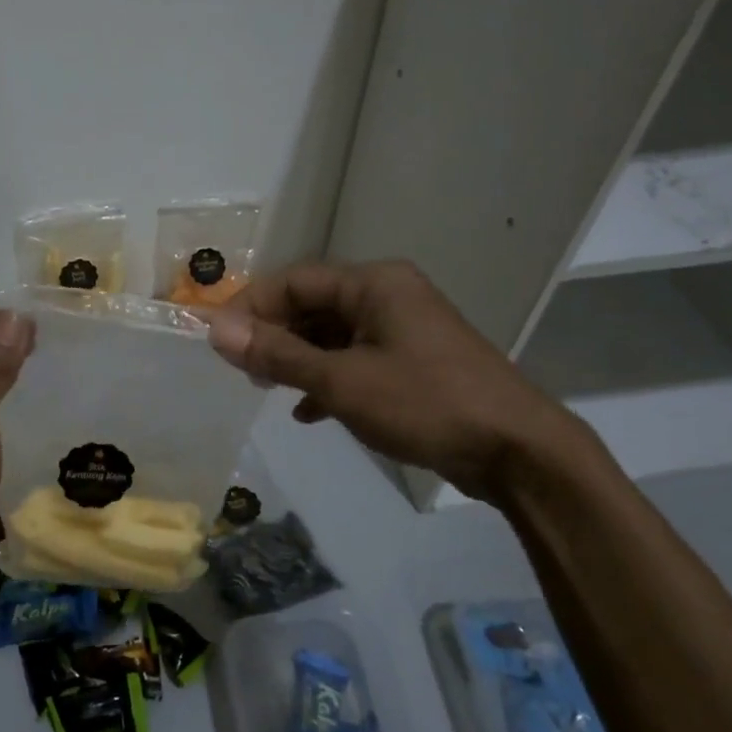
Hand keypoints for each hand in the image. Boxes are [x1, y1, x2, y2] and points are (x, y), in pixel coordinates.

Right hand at [206, 260, 583, 501]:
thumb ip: (278, 354)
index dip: (250, 307)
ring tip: (266, 389)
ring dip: (297, 359)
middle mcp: (388, 295)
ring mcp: (403, 329)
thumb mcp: (342, 381)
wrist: (515, 450)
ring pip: (332, 335)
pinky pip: (355, 359)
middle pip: (312, 305)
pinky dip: (327, 379)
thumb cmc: (424, 403)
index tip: (218, 342)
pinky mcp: (412, 362)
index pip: (294, 281)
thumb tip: (216, 330)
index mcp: (373, 284)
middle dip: (273, 336)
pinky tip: (307, 411)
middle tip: (242, 371)